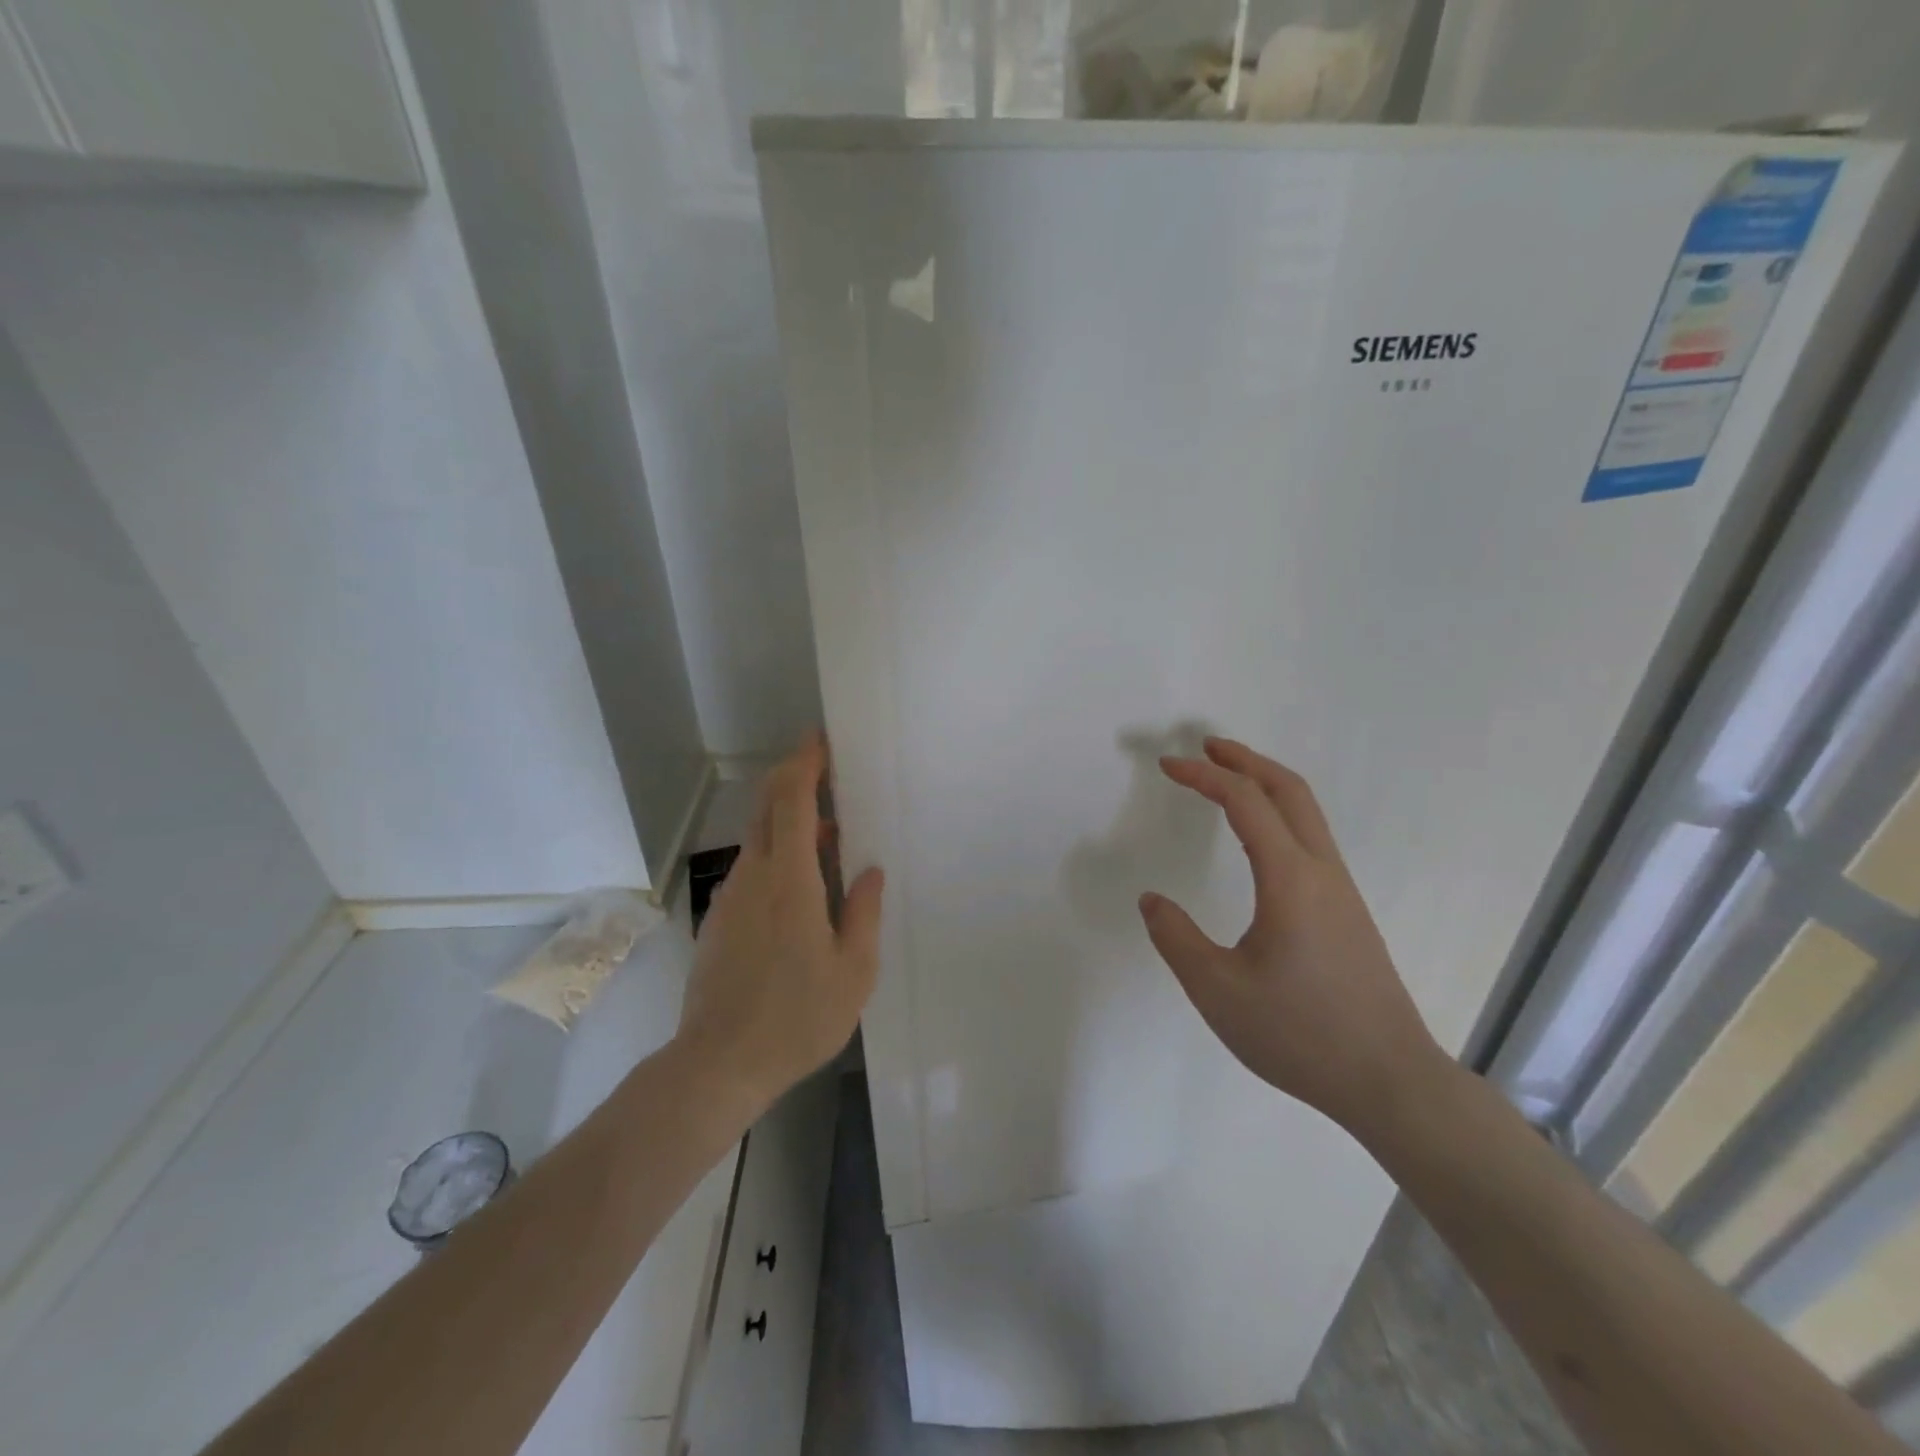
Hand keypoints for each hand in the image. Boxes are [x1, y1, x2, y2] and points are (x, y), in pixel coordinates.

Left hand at [675, 733, 884, 1107]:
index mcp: (790, 880)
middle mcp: (754, 876)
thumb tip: (868, 871)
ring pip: (760, 839)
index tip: (821, 740)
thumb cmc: (797, 1018)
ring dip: (791, 823)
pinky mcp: (720, 920)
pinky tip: (804, 886)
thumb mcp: (853, 970)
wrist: (717, 1065)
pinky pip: (753, 869)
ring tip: (832, 839)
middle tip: (831, 775)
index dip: (804, 763)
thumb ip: (863, 912)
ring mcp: (731, 897)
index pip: (790, 800)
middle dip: (795, 780)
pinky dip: (779, 855)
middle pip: (767, 808)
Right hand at [1139, 737, 1446, 1138]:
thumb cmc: (1299, 1033)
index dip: (1204, 776)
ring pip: (1306, 813)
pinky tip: (1260, 839)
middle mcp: (1321, 872)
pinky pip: (1310, 839)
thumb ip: (1176, 938)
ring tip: (1227, 780)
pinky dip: (1279, 813)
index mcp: (1289, 879)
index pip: (1245, 802)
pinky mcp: (1348, 913)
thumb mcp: (1218, 991)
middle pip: (1289, 790)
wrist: (1389, 1081)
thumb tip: (1152, 900)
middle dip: (1245, 760)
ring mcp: (1341, 891)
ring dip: (1266, 784)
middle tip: (1205, 747)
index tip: (1168, 765)